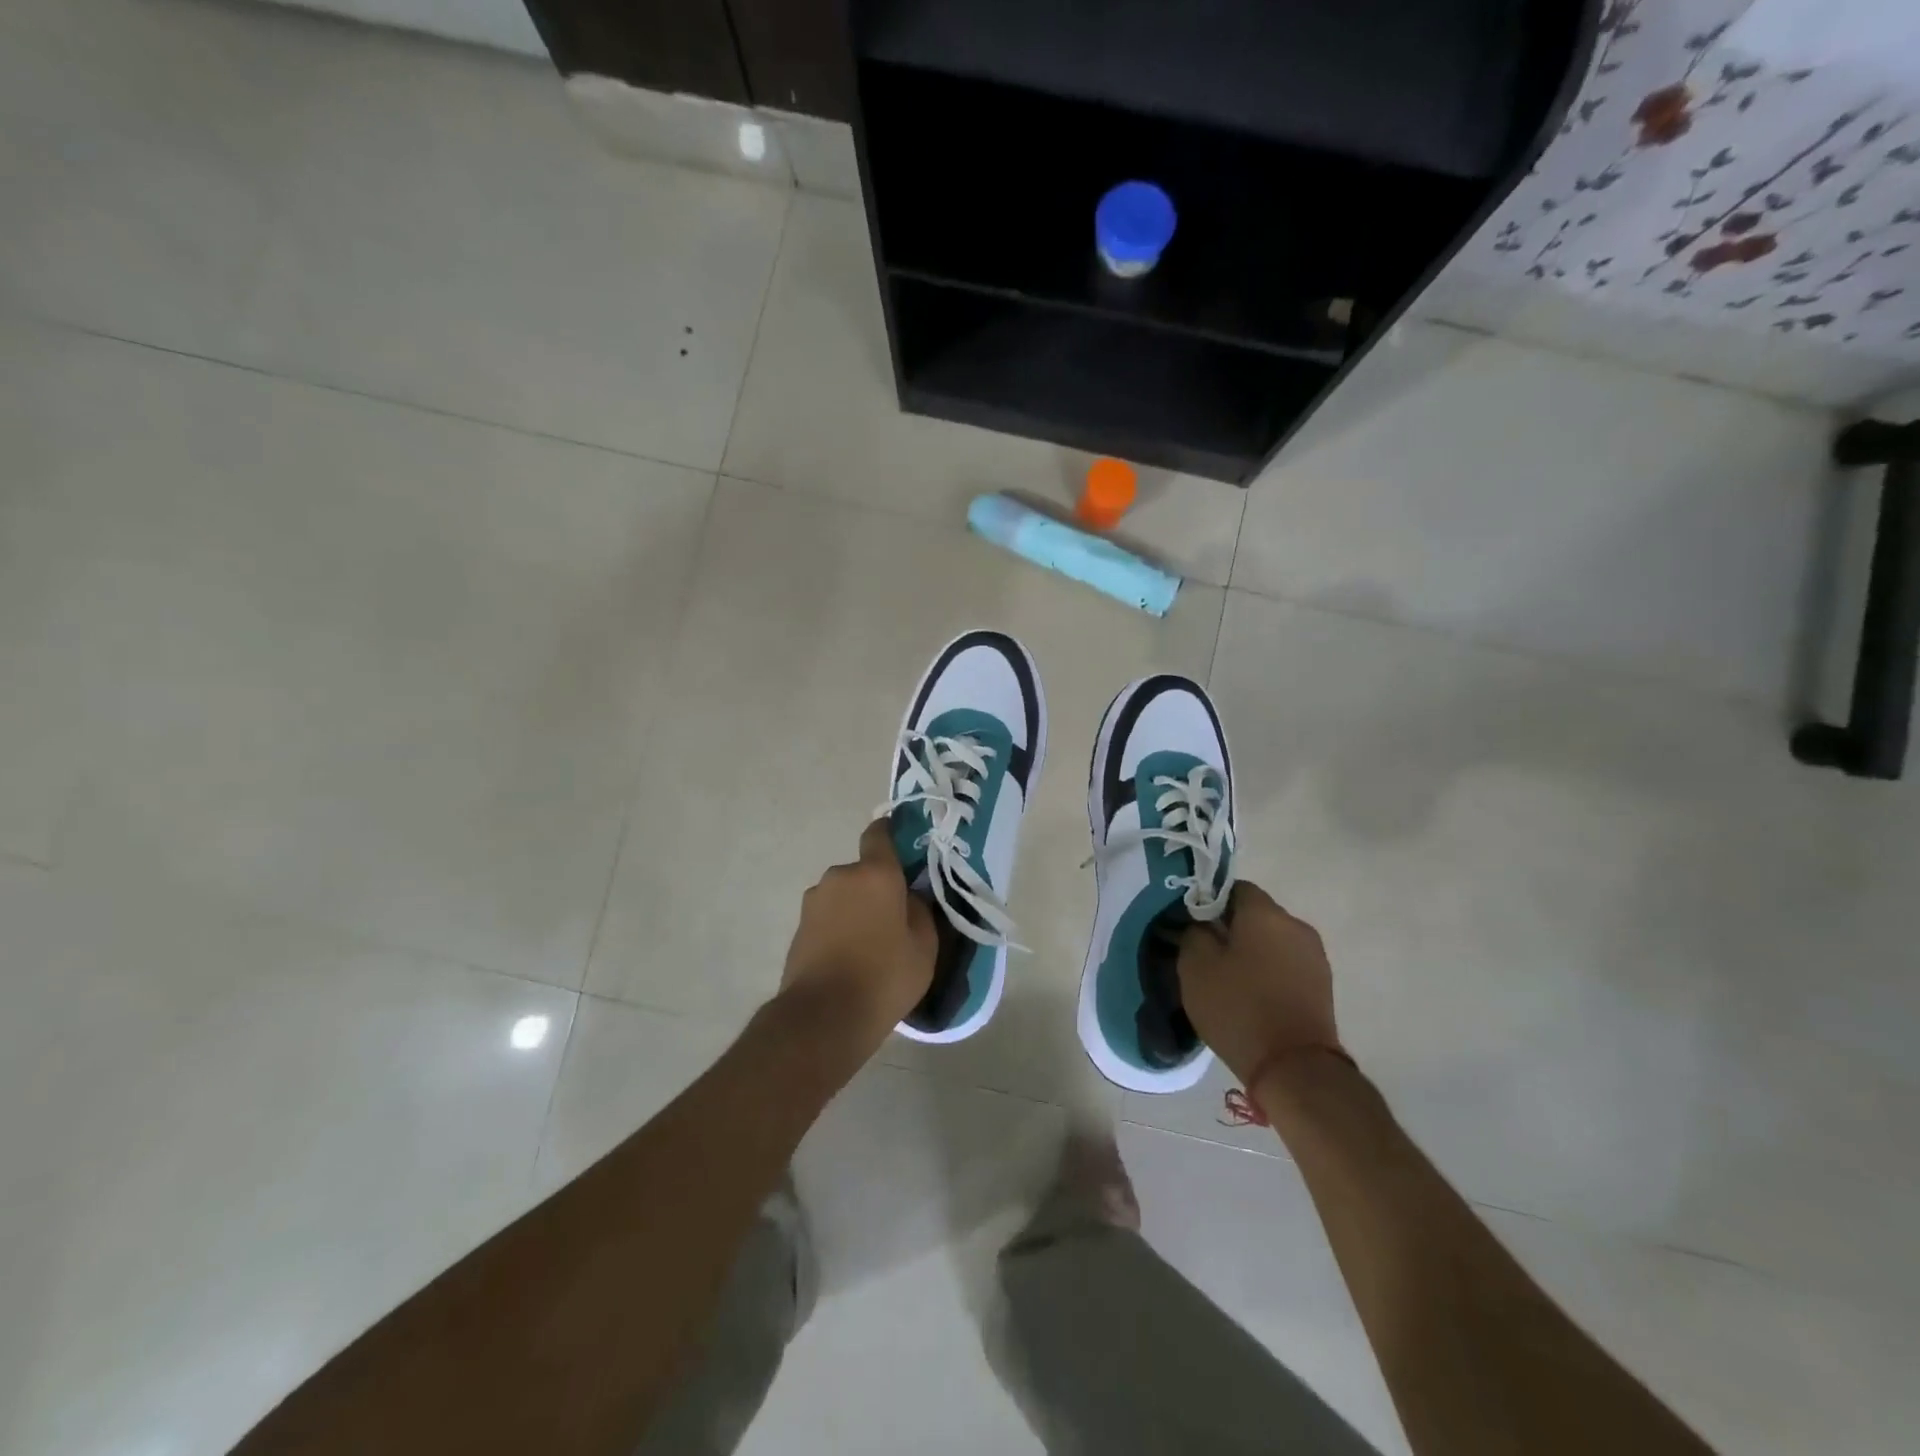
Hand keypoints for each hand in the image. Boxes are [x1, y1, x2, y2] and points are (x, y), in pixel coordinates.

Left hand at [779, 817, 937, 1049]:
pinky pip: (828, 916)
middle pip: (864, 871)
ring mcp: (815, 900)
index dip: (891, 834)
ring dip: (856, 908)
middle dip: (878, 887)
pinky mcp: (799, 926)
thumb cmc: (884, 976)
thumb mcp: (924, 947)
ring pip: (844, 894)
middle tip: (894, 918)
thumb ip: (921, 911)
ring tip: (870, 944)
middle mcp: (841, 876)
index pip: (880, 833)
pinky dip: (839, 927)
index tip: (905, 847)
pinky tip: (849, 958)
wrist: (823, 1017)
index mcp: (875, 873)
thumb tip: (911, 897)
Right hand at [1178, 881, 1343, 1086]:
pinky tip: (1252, 995)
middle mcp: (1295, 925)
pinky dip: (1269, 970)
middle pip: (1256, 914)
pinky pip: (1287, 964)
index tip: (1192, 925)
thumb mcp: (1195, 966)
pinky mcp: (1323, 985)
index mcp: (1265, 913)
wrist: (1295, 1068)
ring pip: (1273, 940)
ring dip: (1252, 950)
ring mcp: (1315, 956)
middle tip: (1206, 953)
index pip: (1233, 887)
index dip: (1209, 901)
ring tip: (1229, 978)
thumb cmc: (1239, 1008)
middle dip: (1231, 927)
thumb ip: (1193, 933)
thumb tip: (1200, 923)